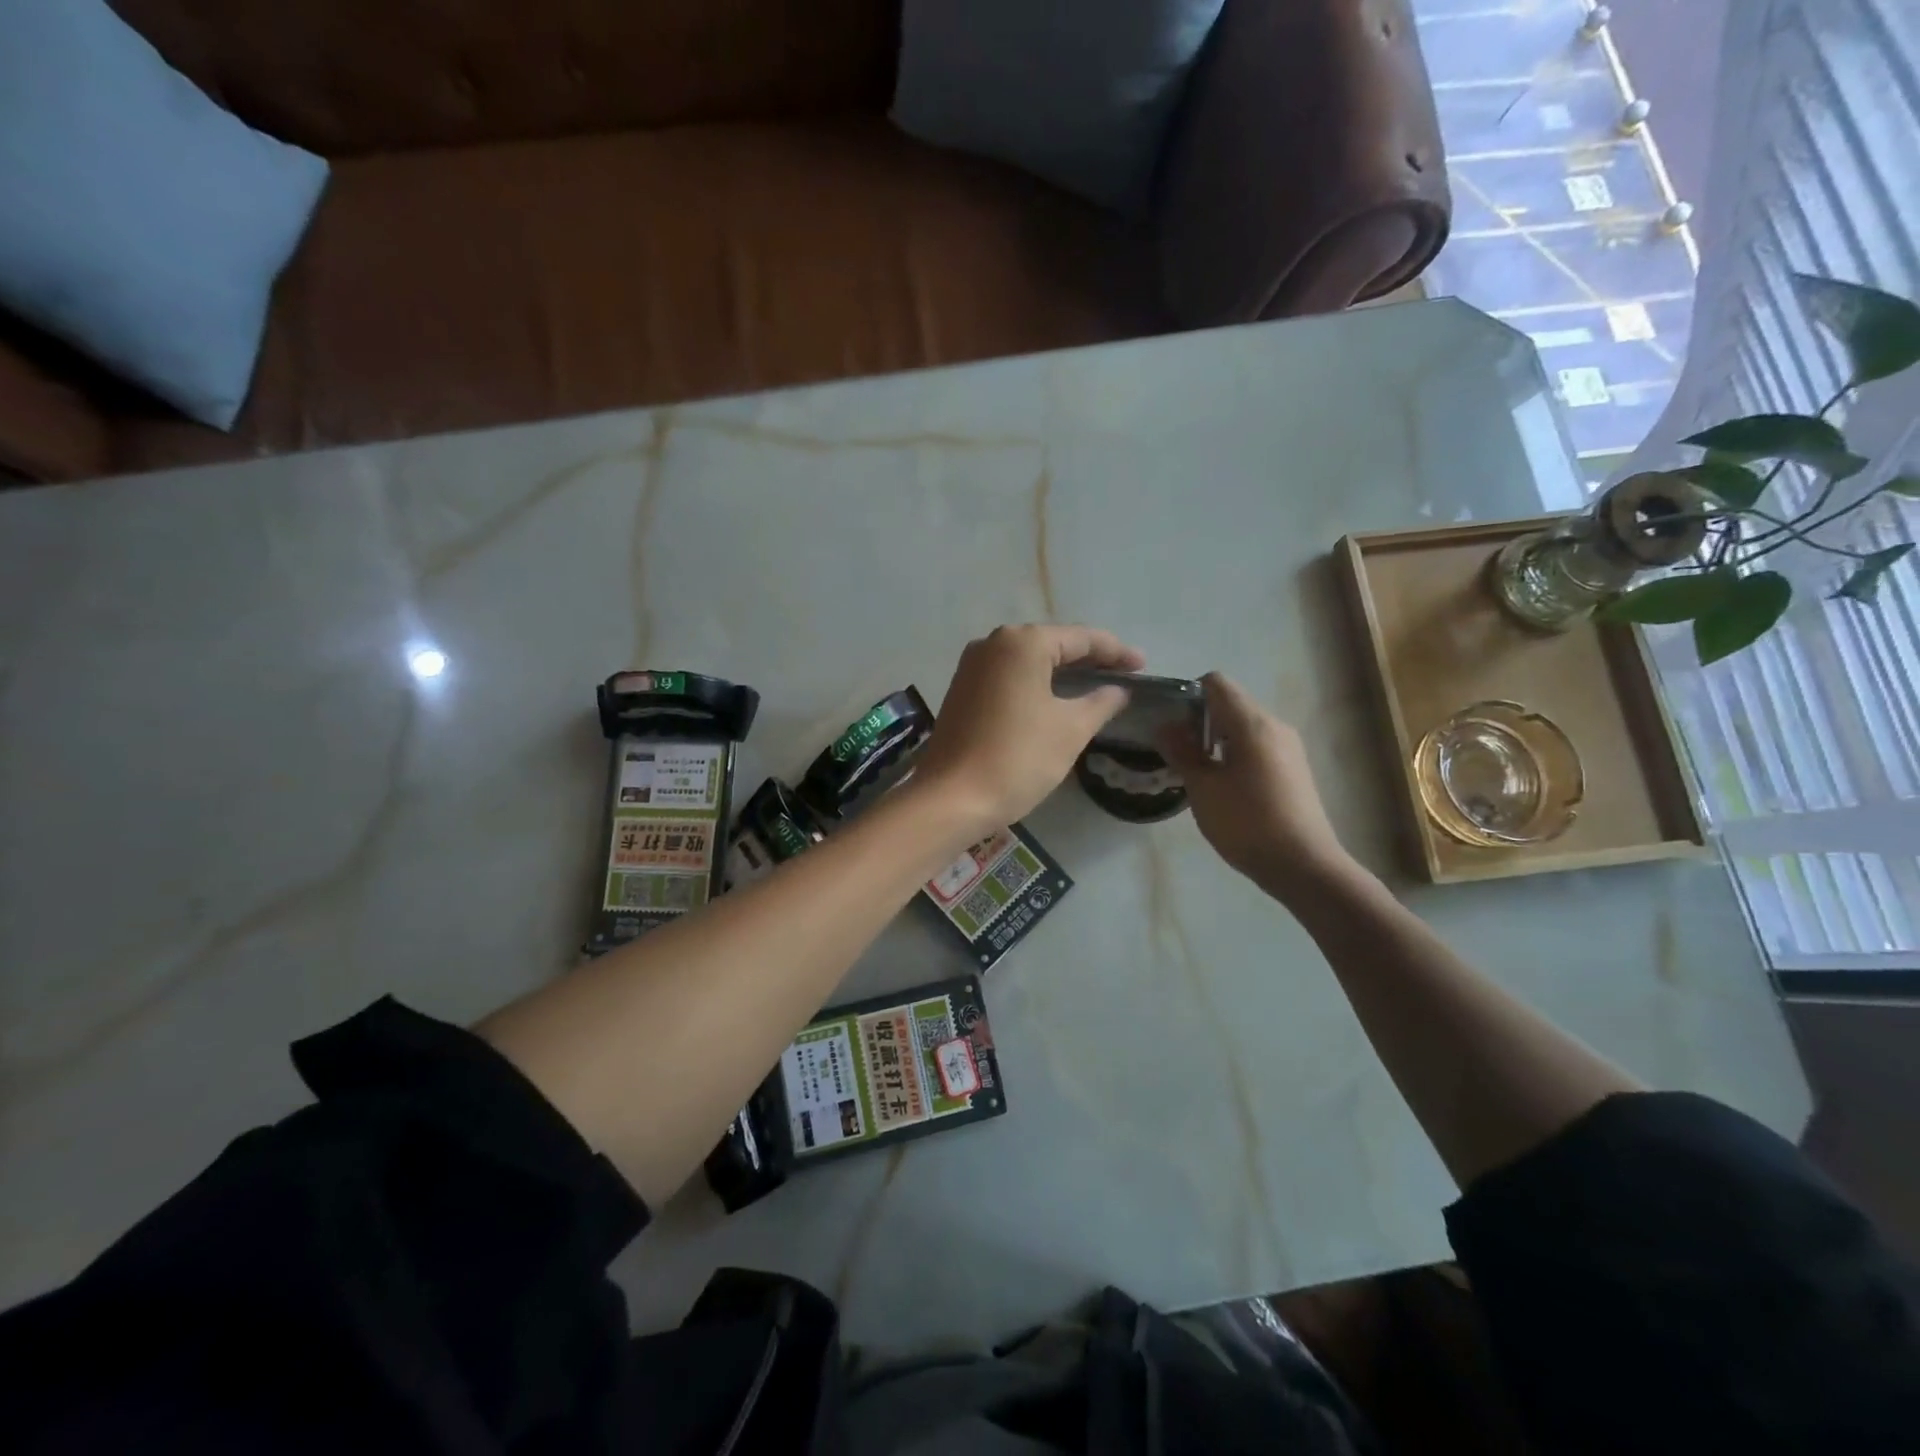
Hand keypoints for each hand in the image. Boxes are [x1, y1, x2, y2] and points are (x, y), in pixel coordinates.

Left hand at [916, 624, 1143, 834]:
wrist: (952, 797)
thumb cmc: (1018, 757)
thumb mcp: (1070, 729)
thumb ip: (1100, 702)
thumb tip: (1118, 690)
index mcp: (1022, 642)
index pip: (1081, 639)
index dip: (1116, 652)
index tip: (1142, 667)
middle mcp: (992, 643)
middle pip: (1051, 644)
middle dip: (1088, 660)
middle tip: (1122, 677)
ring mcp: (971, 666)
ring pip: (1028, 661)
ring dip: (1060, 672)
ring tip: (1094, 687)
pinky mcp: (961, 690)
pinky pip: (1008, 677)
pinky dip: (1035, 684)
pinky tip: (1054, 700)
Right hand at [1161, 673, 1356, 904]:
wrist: (1304, 866)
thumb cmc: (1247, 823)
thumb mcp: (1203, 788)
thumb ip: (1182, 752)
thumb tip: (1166, 726)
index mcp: (1252, 724)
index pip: (1216, 684)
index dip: (1188, 695)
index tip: (1170, 723)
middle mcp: (1275, 726)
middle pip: (1230, 704)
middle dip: (1199, 721)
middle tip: (1176, 752)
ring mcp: (1288, 748)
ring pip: (1243, 727)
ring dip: (1215, 740)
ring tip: (1196, 772)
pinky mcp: (1293, 769)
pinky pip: (1257, 746)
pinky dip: (1234, 755)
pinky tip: (1224, 787)